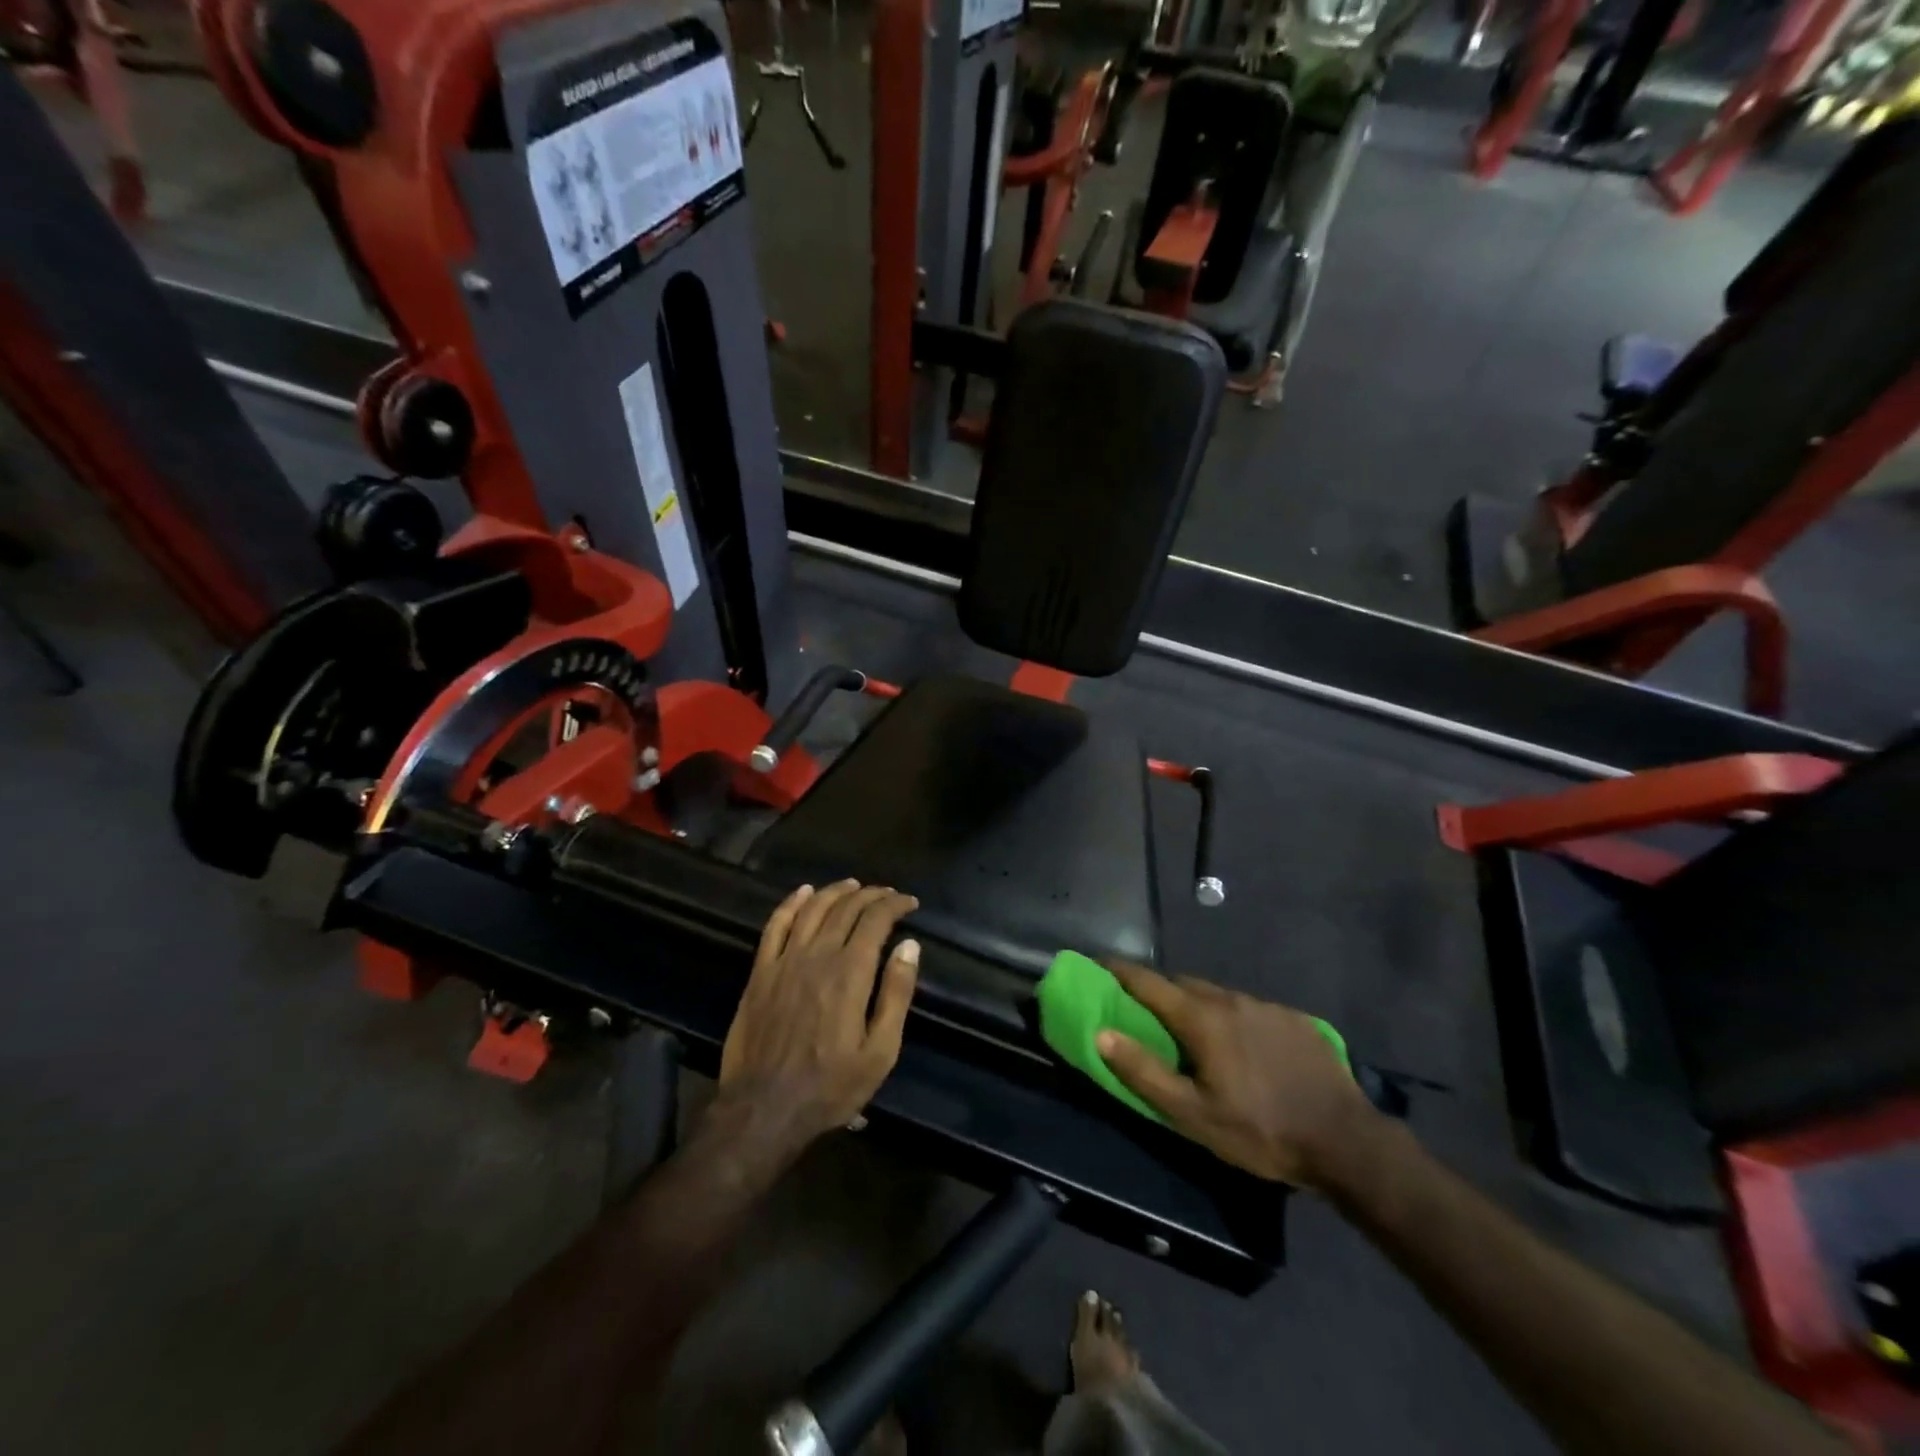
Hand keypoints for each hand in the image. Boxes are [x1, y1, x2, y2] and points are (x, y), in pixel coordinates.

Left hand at [717, 880, 921, 1159]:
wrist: (764, 1110)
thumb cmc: (830, 1087)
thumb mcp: (880, 1052)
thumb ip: (896, 995)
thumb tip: (910, 946)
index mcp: (850, 973)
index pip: (875, 920)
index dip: (894, 904)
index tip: (909, 903)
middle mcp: (817, 956)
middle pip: (846, 908)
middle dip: (871, 895)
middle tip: (887, 894)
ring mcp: (784, 961)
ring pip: (812, 909)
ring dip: (835, 891)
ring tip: (853, 885)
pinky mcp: (760, 973)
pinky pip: (775, 925)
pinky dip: (791, 903)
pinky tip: (803, 892)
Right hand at [1096, 962, 1379, 1190]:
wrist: (1347, 1142)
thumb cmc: (1260, 1130)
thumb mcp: (1193, 1114)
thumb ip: (1144, 1072)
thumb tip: (1102, 1034)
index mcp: (1202, 1018)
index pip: (1149, 982)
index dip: (1119, 971)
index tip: (1097, 964)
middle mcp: (1231, 999)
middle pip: (1183, 984)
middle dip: (1158, 990)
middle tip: (1144, 1009)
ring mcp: (1266, 1006)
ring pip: (1218, 996)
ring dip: (1197, 1005)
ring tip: (1194, 1032)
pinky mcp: (1294, 1019)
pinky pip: (1249, 1009)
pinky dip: (1232, 1018)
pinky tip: (1243, 1047)